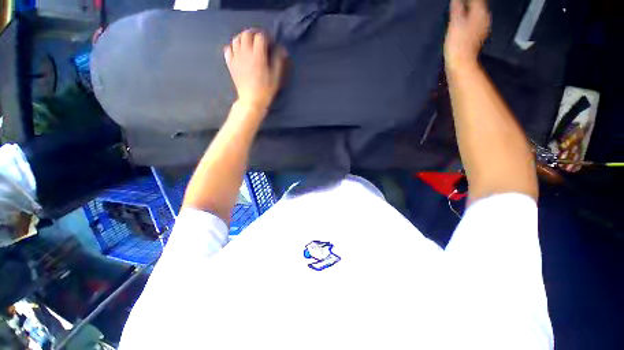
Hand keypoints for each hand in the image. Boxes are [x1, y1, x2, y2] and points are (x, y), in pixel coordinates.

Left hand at [224, 29, 286, 111]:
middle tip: (260, 40)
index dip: (266, 37)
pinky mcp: (230, 63)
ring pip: (236, 39)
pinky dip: (233, 46)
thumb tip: (282, 49)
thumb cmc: (265, 90)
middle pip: (247, 34)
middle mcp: (245, 53)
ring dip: (243, 38)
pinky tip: (239, 51)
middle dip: (254, 34)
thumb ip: (278, 61)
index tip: (270, 43)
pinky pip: (228, 49)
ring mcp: (236, 58)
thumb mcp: (275, 77)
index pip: (260, 37)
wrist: (251, 101)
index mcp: (258, 56)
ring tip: (249, 44)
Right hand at [444, 0, 490, 70]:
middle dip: (470, 3)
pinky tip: (463, 22)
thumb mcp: (455, 22)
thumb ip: (457, 7)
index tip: (457, 0)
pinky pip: (474, 22)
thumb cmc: (458, 42)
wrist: (461, 63)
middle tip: (459, 3)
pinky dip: (469, 20)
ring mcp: (483, 28)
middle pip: (479, 4)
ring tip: (460, 10)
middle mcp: (485, 17)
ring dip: (469, 11)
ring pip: (477, 13)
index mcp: (480, 12)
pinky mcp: (478, 37)